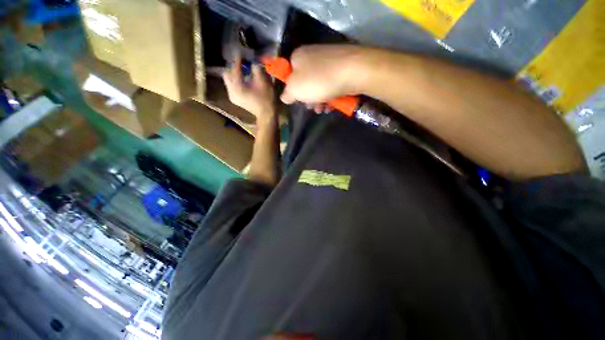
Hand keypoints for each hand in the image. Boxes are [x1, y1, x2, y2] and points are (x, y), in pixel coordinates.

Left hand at [223, 56, 274, 121]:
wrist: (267, 115)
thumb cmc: (266, 98)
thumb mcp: (263, 81)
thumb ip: (256, 68)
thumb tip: (252, 62)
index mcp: (237, 85)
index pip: (235, 68)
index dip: (239, 60)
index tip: (242, 53)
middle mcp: (231, 90)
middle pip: (228, 74)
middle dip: (234, 68)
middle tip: (242, 64)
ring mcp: (232, 96)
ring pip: (229, 80)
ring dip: (235, 75)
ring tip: (244, 72)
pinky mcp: (236, 100)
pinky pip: (232, 86)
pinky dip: (237, 82)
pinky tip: (244, 81)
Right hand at [280, 45, 367, 107]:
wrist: (353, 72)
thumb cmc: (318, 81)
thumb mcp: (295, 89)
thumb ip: (287, 94)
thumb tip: (284, 97)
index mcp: (298, 57)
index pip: (289, 74)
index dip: (292, 90)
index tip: (297, 101)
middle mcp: (312, 56)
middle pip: (305, 82)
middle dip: (308, 99)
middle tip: (312, 108)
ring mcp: (328, 62)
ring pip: (319, 87)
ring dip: (319, 101)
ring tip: (323, 110)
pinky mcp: (341, 69)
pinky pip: (331, 86)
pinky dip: (330, 97)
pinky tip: (332, 106)